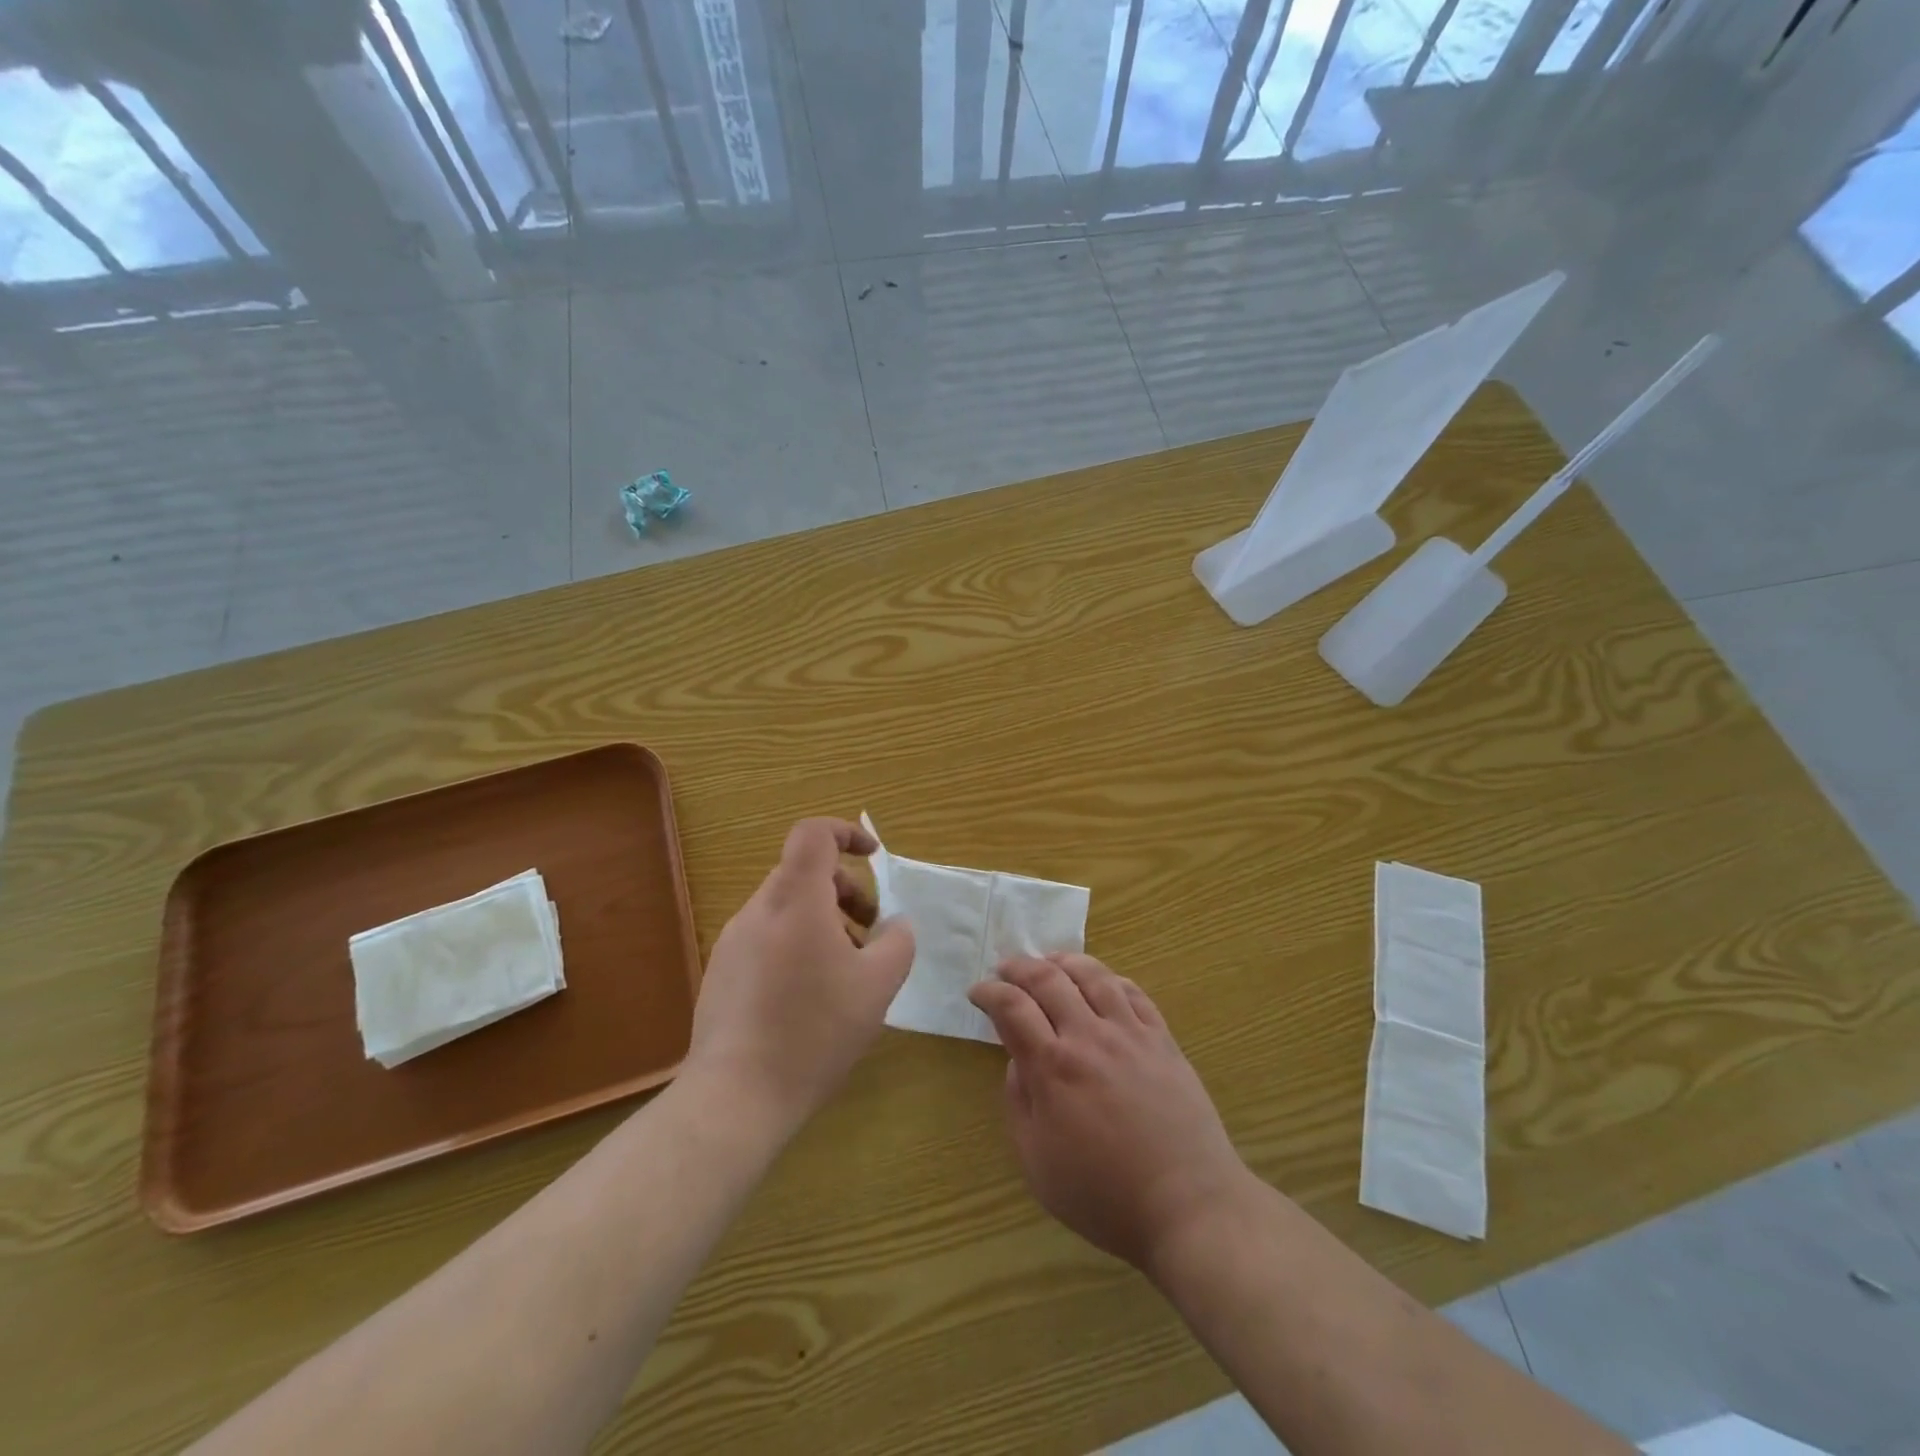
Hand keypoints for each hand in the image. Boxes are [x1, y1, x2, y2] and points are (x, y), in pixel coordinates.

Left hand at [688, 818, 914, 1131]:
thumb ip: (897, 942)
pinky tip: (811, 997)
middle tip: (871, 933)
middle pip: (804, 873)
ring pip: (787, 908)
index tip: (874, 856)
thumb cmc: (814, 1031)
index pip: (813, 833)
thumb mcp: (877, 985)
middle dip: (846, 891)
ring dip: (824, 921)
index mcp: (795, 900)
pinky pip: (767, 938)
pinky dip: (798, 945)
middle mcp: (759, 910)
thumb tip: (895, 924)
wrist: (735, 1096)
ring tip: (847, 970)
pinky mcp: (722, 972)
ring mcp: (733, 941)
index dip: (846, 832)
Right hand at [969, 953, 1252, 1272]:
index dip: (989, 992)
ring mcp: (1130, 1033)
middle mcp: (1089, 1037)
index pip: (1012, 1007)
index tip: (977, 992)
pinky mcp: (1162, 1039)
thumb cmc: (1104, 1195)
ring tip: (1050, 963)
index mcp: (1053, 1068)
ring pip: (1093, 975)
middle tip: (1005, 969)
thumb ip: (1019, 1102)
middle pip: (1048, 979)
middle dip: (1019, 967)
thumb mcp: (1037, 1162)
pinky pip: (1133, 992)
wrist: (1188, 1205)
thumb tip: (1018, 1060)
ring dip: (1064, 961)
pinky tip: (1101, 983)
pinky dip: (1109, 979)